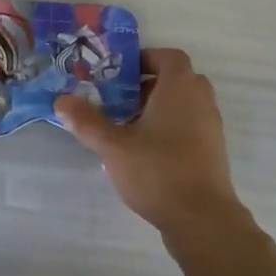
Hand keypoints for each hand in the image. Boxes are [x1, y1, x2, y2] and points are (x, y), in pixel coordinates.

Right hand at [55, 48, 248, 237]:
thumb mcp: (113, 146)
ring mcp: (211, 128)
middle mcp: (201, 101)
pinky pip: (192, 127)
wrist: (202, 219)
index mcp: (180, 88)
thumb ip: (87, 121)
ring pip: (185, 105)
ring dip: (160, 108)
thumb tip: (61, 101)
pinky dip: (172, 129)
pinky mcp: (213, 153)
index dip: (146, 59)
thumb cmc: (158, 170)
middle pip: (178, 80)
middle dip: (149, 85)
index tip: (120, 73)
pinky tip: (147, 152)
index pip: (169, 57)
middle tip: (121, 99)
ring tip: (129, 127)